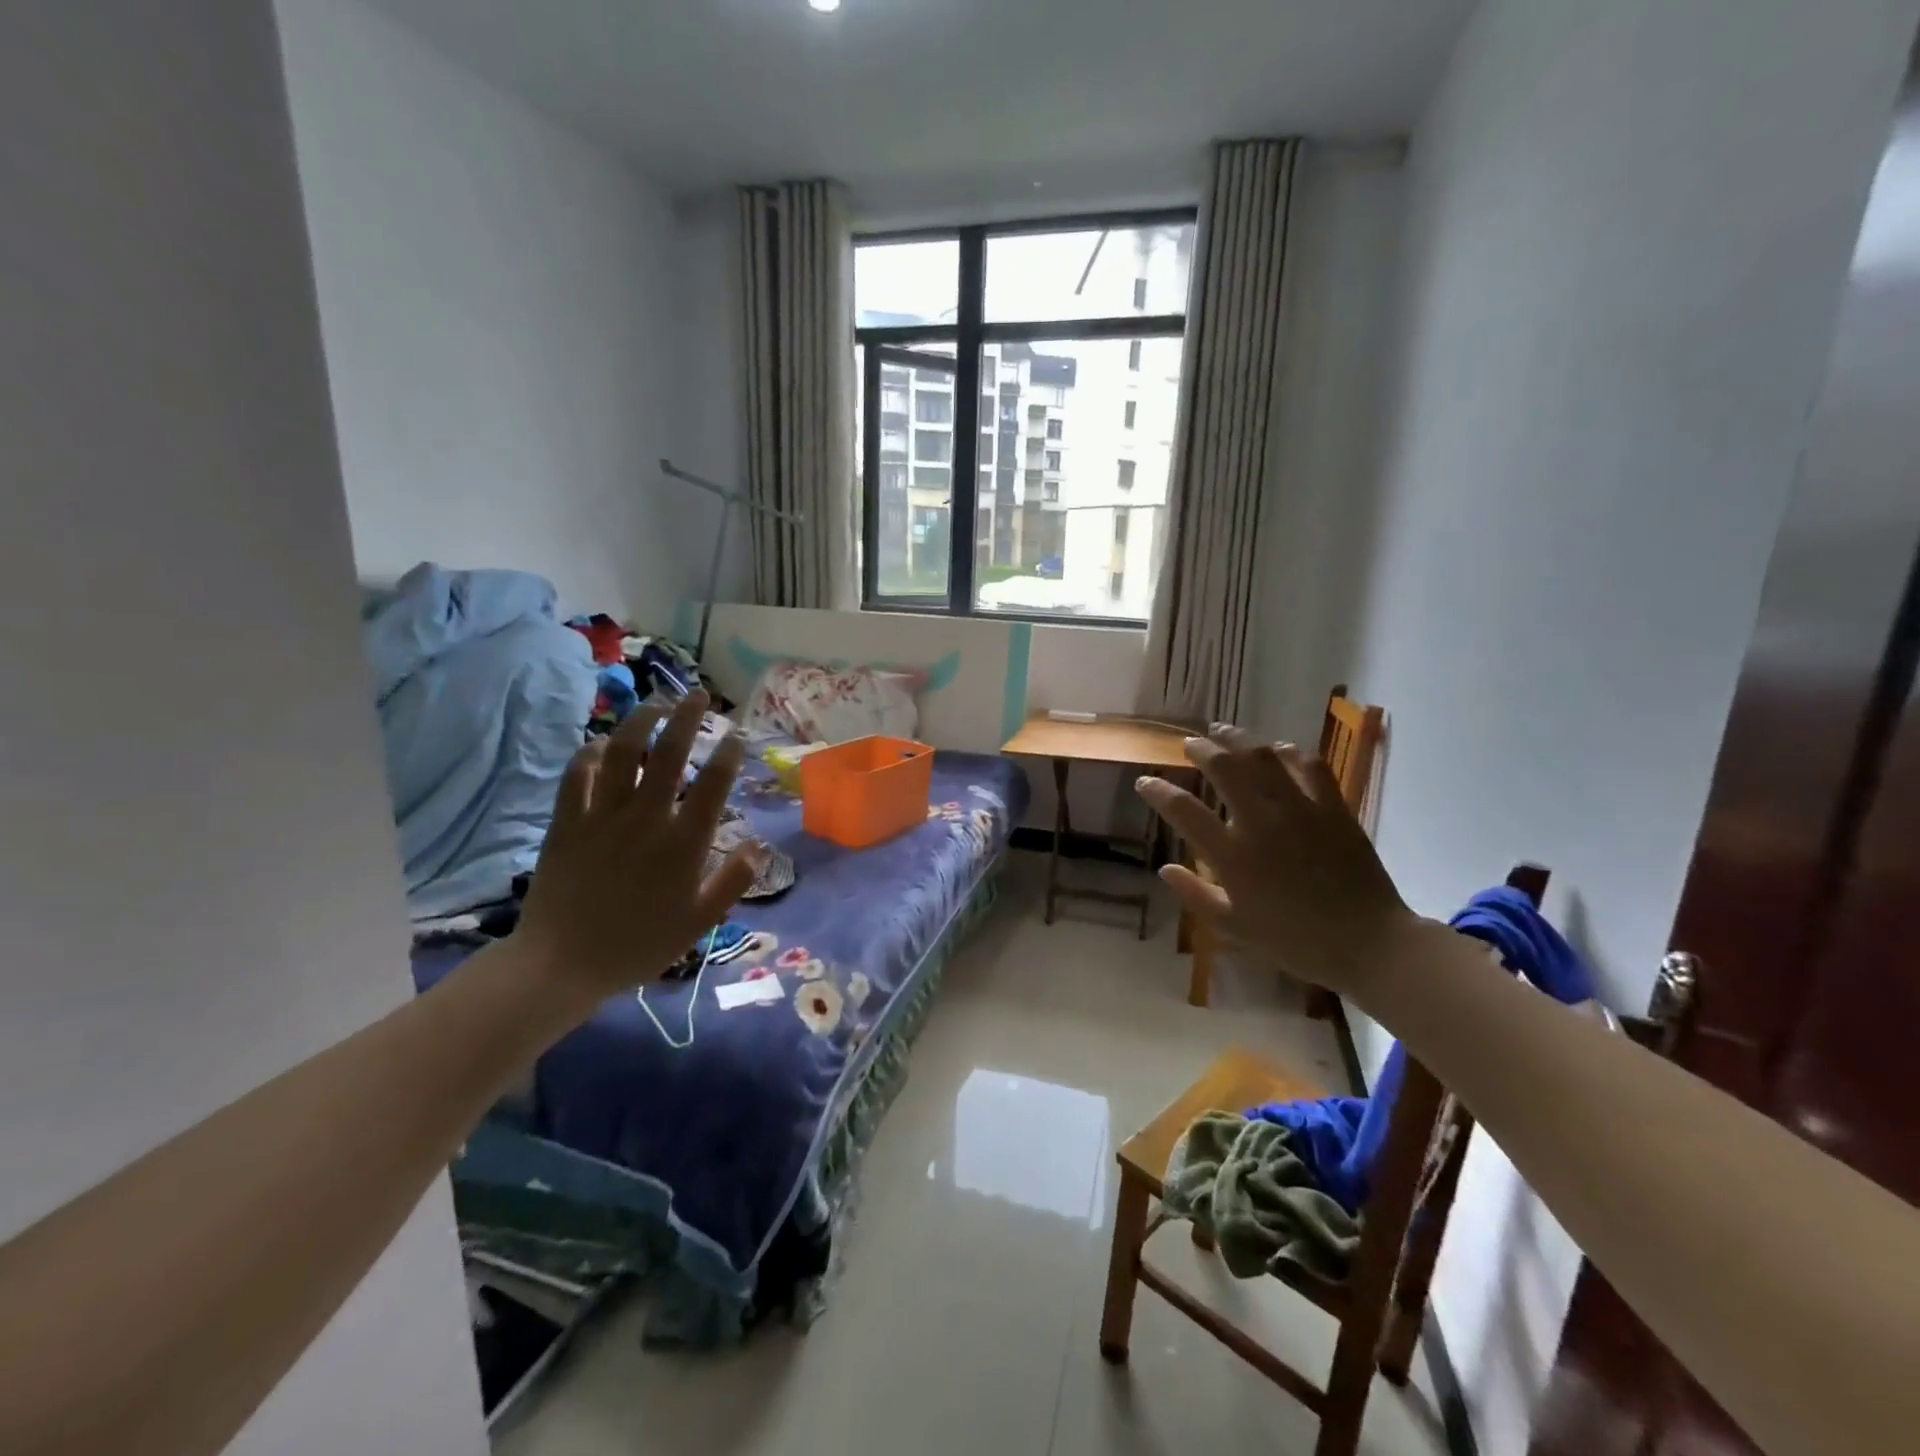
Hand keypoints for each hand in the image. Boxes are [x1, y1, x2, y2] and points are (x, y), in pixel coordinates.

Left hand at [510, 691, 758, 1011]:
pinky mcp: (567, 821)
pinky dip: (590, 752)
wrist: (561, 964)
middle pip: (669, 753)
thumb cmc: (639, 944)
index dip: (729, 753)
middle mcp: (646, 817)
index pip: (713, 783)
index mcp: (684, 842)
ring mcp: (603, 815)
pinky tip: (601, 744)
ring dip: (639, 721)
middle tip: (697, 695)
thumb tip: (759, 845)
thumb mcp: (700, 921)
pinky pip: (577, 774)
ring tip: (654, 703)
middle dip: (686, 717)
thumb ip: (734, 881)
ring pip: (622, 752)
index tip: (737, 735)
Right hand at [1136, 724, 1415, 1000]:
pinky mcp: (1332, 807)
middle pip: (1223, 768)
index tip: (1145, 781)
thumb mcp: (1233, 927)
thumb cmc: (1294, 941)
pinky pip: (1308, 765)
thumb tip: (1164, 868)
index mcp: (1232, 855)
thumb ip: (1195, 894)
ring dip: (1238, 739)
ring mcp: (1299, 810)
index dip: (1158, 791)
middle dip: (1200, 749)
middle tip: (1189, 744)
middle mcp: (1260, 822)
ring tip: (1223, 732)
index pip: (1183, 810)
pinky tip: (1278, 749)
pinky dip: (1288, 752)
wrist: (1368, 942)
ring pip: (1262, 757)